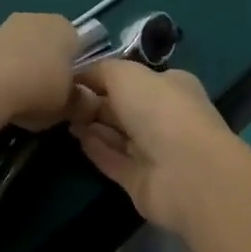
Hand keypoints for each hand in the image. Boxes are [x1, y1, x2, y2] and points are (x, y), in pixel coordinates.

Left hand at [0, 13, 84, 131]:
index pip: (78, 46)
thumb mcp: (69, 105)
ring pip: (24, 48)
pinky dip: (2, 70)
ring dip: (23, 67)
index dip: (74, 69)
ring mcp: (9, 24)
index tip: (68, 92)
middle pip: (49, 44)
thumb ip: (82, 103)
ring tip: (18, 99)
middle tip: (44, 97)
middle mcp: (40, 18)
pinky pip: (2, 56)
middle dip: (47, 65)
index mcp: (66, 28)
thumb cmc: (39, 89)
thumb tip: (88, 103)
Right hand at [72, 59, 242, 231]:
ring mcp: (155, 151)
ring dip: (93, 125)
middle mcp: (164, 116)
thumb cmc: (160, 110)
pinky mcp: (142, 181)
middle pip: (124, 106)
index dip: (104, 76)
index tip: (74, 77)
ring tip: (64, 117)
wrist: (186, 172)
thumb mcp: (126, 74)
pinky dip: (96, 149)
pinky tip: (77, 138)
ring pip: (118, 134)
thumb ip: (101, 70)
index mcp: (170, 86)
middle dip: (96, 101)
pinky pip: (114, 161)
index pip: (134, 78)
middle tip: (64, 99)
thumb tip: (81, 75)